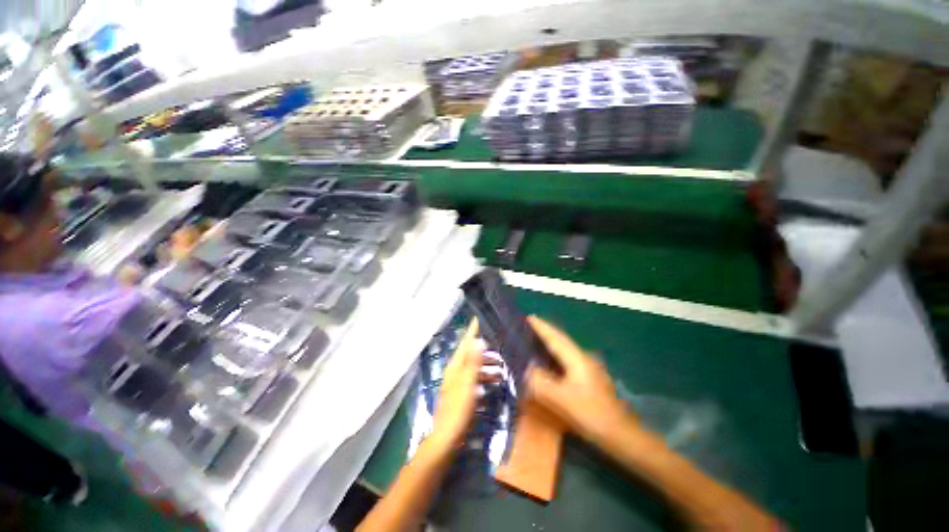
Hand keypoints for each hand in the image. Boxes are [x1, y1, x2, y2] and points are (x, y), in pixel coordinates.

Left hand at [430, 318, 491, 449]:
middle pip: (470, 355)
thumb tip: (478, 340)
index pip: (465, 343)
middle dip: (484, 351)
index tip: (478, 319)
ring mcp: (457, 384)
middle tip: (500, 350)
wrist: (447, 438)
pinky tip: (491, 385)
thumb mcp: (468, 383)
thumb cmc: (458, 408)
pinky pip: (474, 381)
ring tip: (501, 370)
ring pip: (473, 369)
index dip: (472, 331)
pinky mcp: (461, 395)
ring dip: (486, 367)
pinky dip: (483, 379)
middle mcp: (455, 372)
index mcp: (455, 366)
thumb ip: (473, 362)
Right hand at [526, 316, 634, 443]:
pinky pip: (566, 360)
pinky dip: (554, 356)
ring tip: (534, 341)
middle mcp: (582, 357)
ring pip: (564, 349)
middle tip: (527, 327)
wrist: (620, 433)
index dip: (541, 327)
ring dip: (549, 343)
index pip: (554, 337)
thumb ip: (540, 382)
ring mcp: (587, 367)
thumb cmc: (590, 413)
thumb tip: (527, 369)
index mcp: (576, 358)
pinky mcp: (588, 378)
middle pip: (560, 339)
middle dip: (544, 331)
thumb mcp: (561, 399)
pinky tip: (549, 362)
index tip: (528, 317)